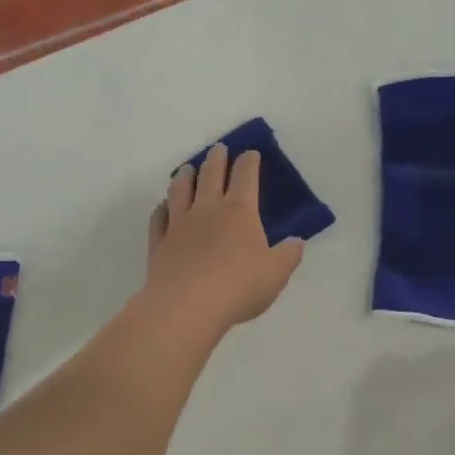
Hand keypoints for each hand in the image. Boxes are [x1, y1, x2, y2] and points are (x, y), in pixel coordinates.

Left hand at [144, 145, 304, 330]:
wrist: (186, 306)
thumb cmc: (238, 286)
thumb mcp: (276, 273)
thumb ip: (288, 255)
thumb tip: (296, 242)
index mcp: (240, 211)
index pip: (245, 177)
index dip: (249, 162)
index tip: (250, 153)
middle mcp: (208, 209)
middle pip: (210, 175)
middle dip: (216, 159)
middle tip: (218, 149)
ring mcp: (179, 224)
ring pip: (180, 190)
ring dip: (185, 176)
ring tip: (187, 168)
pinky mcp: (159, 242)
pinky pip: (158, 218)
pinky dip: (161, 208)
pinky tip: (162, 207)